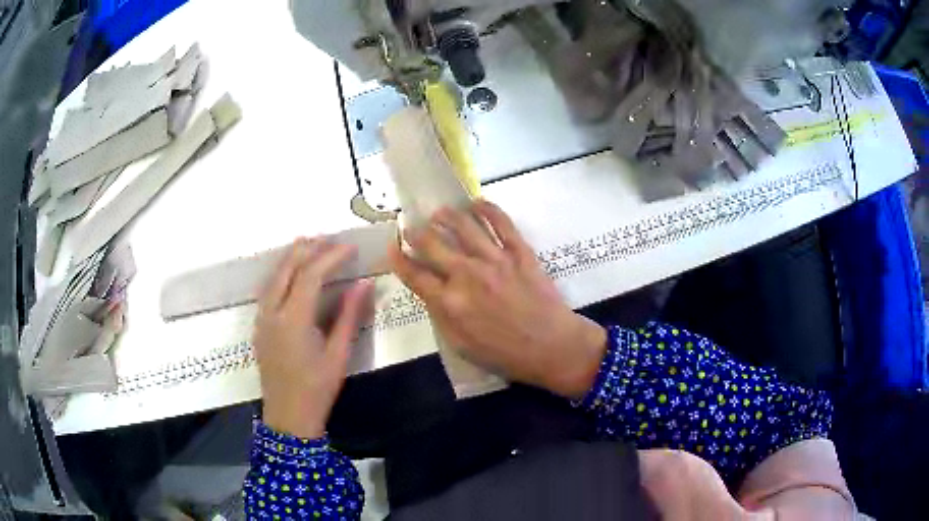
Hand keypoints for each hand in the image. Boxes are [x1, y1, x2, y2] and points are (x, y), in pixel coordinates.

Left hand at [253, 238, 372, 438]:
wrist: (288, 417)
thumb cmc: (317, 389)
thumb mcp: (339, 354)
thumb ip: (350, 316)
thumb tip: (364, 283)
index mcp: (293, 320)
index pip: (310, 274)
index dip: (331, 256)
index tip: (350, 248)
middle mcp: (272, 312)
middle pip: (287, 268)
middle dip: (308, 249)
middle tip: (330, 239)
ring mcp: (262, 318)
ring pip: (274, 276)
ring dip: (292, 258)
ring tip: (312, 246)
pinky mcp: (259, 326)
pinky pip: (268, 289)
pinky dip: (282, 273)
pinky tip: (294, 273)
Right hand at [389, 201, 606, 399]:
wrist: (551, 346)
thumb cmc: (504, 353)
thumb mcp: (461, 345)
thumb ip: (440, 315)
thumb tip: (428, 290)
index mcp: (449, 302)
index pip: (414, 274)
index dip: (398, 258)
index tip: (392, 247)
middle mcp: (467, 274)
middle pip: (433, 243)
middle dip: (416, 233)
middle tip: (411, 227)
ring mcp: (494, 259)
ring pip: (463, 225)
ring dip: (446, 215)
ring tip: (439, 212)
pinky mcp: (519, 251)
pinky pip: (501, 222)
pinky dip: (487, 208)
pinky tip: (476, 202)